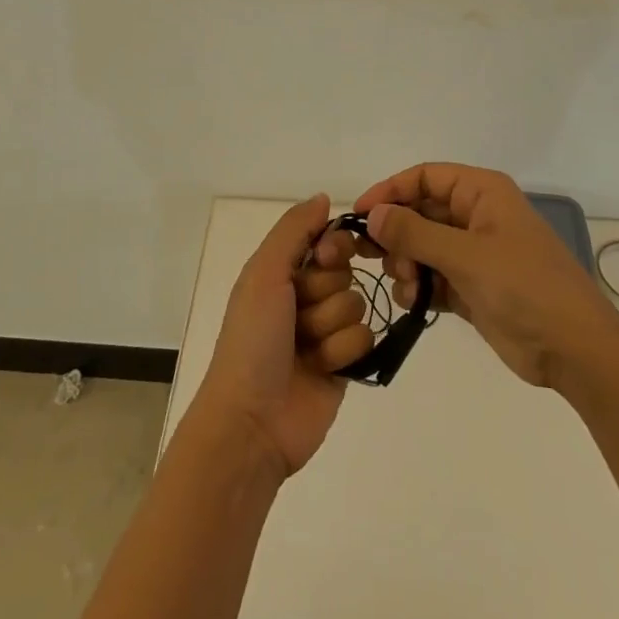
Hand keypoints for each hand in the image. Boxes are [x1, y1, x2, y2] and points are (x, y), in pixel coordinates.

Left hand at [189, 195, 374, 477]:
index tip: (325, 257)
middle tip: (298, 316)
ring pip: (357, 304)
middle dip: (325, 293)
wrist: (252, 421)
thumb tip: (325, 198)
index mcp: (281, 271)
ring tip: (305, 350)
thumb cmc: (252, 340)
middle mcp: (304, 296)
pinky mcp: (345, 364)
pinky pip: (367, 338)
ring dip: (330, 327)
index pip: (326, 240)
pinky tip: (322, 369)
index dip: (333, 247)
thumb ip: (294, 230)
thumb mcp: (264, 274)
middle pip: (345, 272)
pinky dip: (343, 353)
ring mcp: (326, 331)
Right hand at [353, 163, 618, 389]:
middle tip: (373, 258)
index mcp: (482, 193)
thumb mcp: (466, 255)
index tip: (360, 215)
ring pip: (422, 245)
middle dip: (396, 233)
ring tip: (406, 284)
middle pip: (420, 211)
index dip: (390, 190)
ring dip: (406, 263)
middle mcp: (476, 216)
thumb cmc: (525, 287)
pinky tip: (413, 301)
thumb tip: (372, 215)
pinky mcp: (473, 287)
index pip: (424, 177)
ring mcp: (475, 253)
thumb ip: (414, 233)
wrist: (576, 351)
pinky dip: (418, 285)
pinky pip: (432, 275)